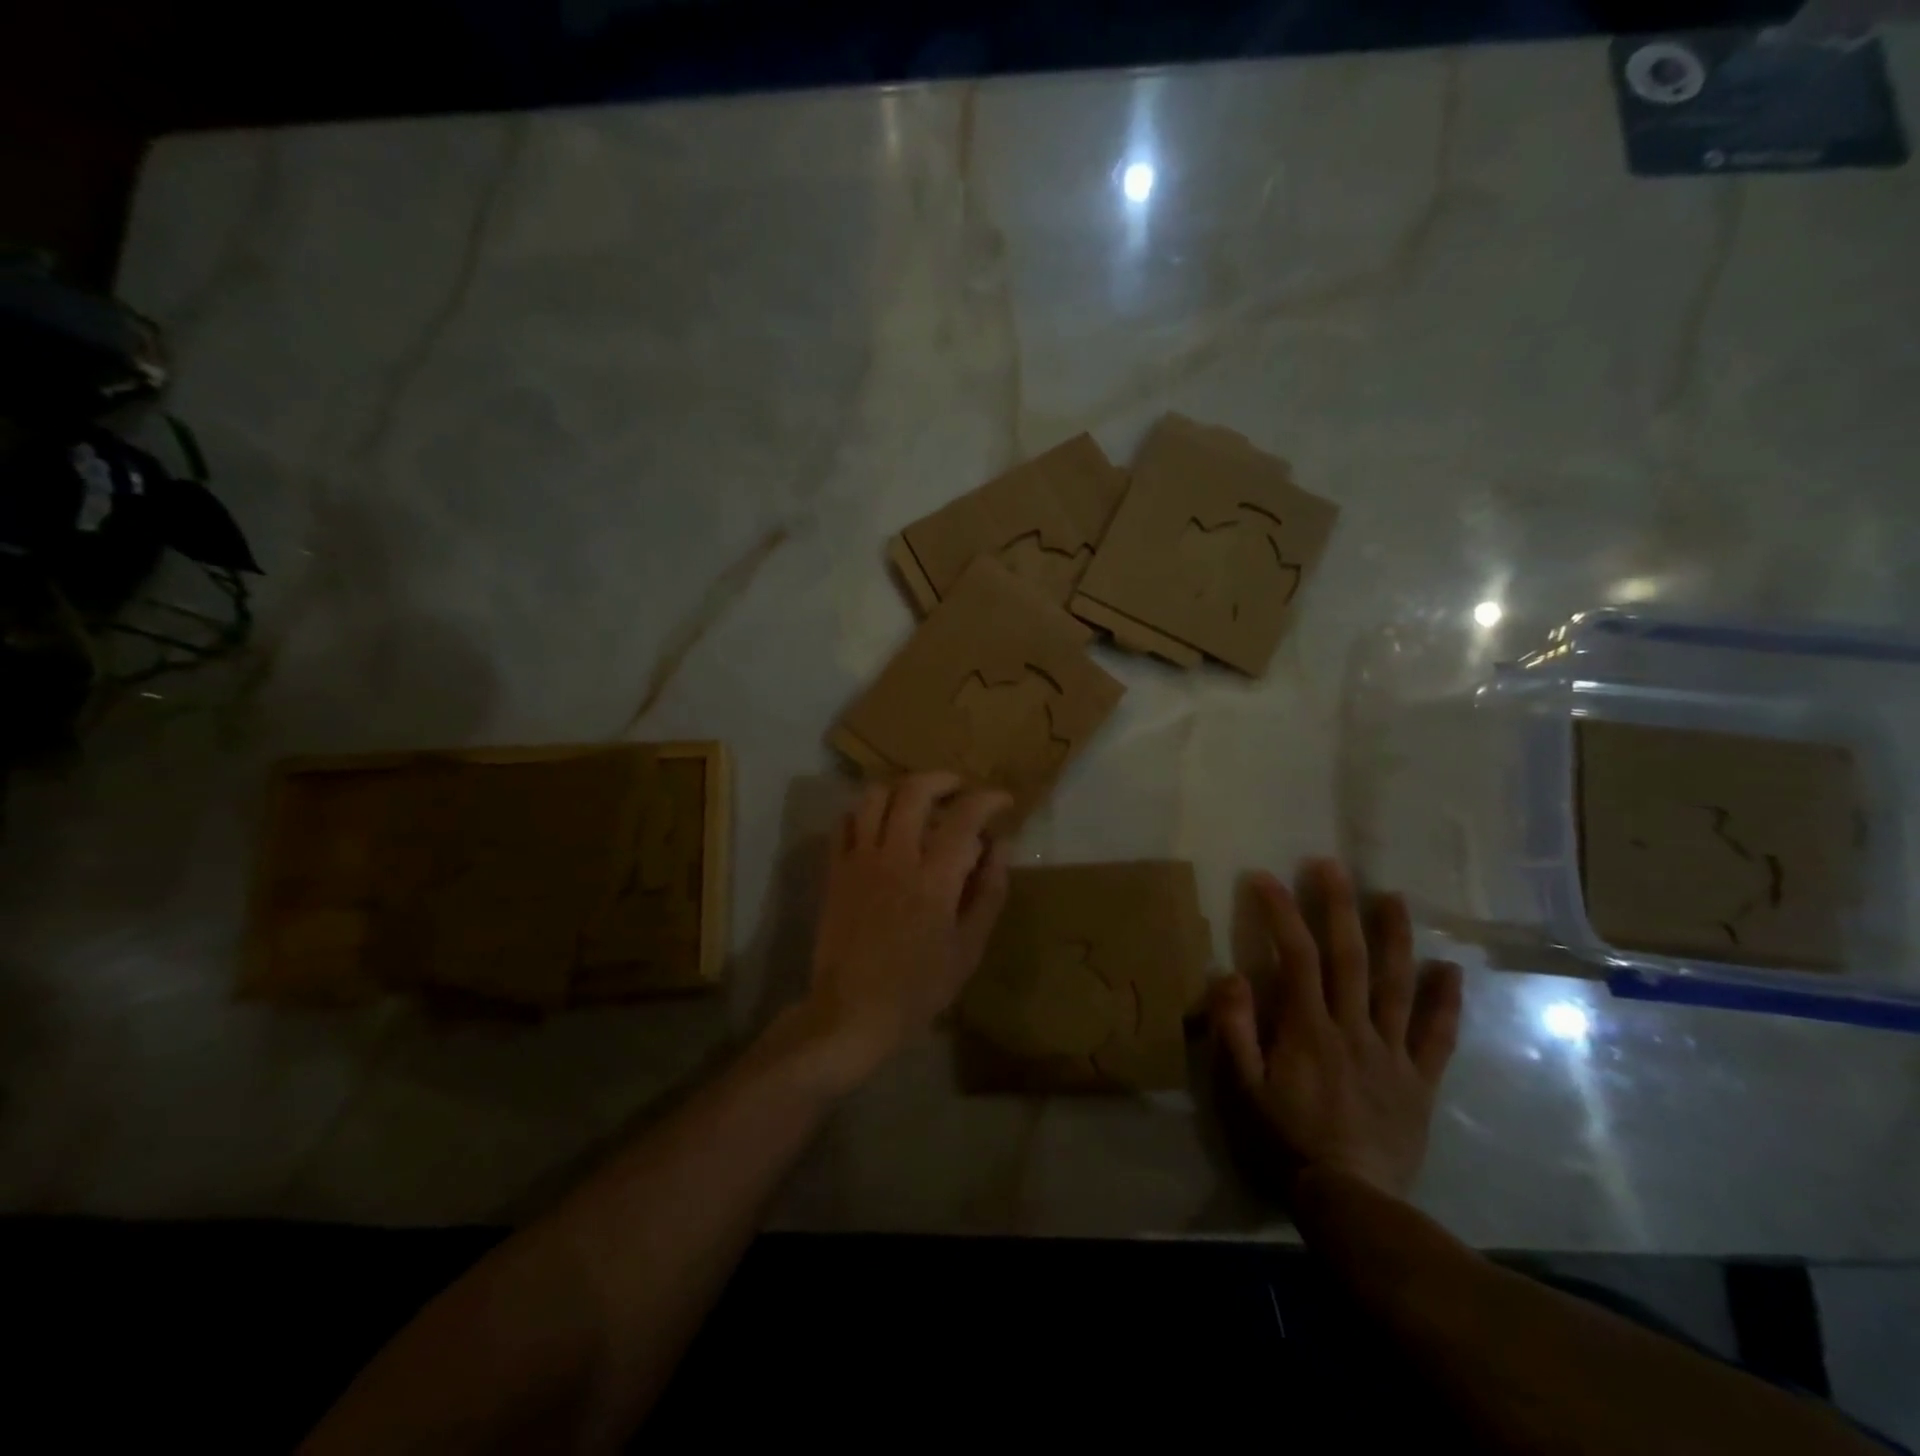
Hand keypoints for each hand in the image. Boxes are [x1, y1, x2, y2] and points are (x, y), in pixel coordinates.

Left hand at [794, 772, 1012, 1093]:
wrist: (851, 1011)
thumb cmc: (919, 987)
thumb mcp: (969, 948)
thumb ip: (989, 891)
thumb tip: (1001, 845)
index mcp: (934, 878)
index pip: (965, 817)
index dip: (988, 799)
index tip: (1002, 800)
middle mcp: (895, 857)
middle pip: (915, 791)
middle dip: (943, 779)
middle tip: (959, 790)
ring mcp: (859, 860)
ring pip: (874, 796)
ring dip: (901, 788)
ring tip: (918, 800)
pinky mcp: (835, 870)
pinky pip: (845, 822)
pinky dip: (866, 810)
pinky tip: (880, 823)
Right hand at [1209, 859, 1462, 1199]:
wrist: (1351, 1202)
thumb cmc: (1285, 1141)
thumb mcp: (1241, 1088)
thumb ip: (1234, 1029)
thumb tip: (1231, 975)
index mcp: (1307, 1028)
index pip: (1295, 957)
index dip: (1281, 912)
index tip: (1265, 878)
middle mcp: (1353, 1028)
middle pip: (1349, 958)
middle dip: (1338, 906)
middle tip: (1331, 865)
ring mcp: (1392, 1053)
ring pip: (1396, 985)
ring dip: (1394, 937)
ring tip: (1393, 897)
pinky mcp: (1419, 1081)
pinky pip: (1437, 1037)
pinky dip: (1446, 1002)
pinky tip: (1450, 971)